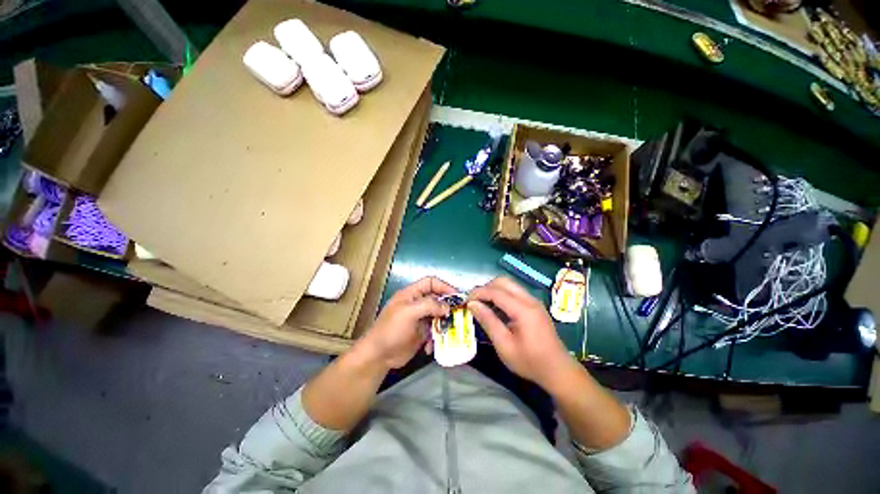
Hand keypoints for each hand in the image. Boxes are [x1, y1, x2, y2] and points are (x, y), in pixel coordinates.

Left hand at [357, 276, 457, 369]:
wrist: (379, 356)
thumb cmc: (392, 330)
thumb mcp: (409, 313)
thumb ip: (429, 305)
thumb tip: (447, 307)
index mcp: (411, 294)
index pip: (430, 282)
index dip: (444, 286)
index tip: (457, 297)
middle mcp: (417, 304)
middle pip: (437, 299)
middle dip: (447, 307)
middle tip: (458, 316)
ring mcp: (419, 319)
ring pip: (438, 316)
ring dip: (443, 324)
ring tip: (447, 332)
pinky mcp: (421, 333)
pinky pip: (434, 331)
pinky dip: (435, 338)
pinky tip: (430, 347)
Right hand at [468, 277, 575, 391]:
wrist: (558, 371)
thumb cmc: (530, 362)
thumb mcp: (504, 345)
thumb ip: (488, 321)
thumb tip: (472, 304)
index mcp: (523, 310)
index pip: (496, 291)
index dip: (478, 293)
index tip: (466, 300)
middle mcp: (530, 300)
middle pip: (503, 281)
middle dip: (486, 287)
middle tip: (474, 302)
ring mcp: (534, 301)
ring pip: (509, 284)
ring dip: (494, 290)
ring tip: (482, 305)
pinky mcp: (534, 305)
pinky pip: (515, 292)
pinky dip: (502, 295)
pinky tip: (496, 309)